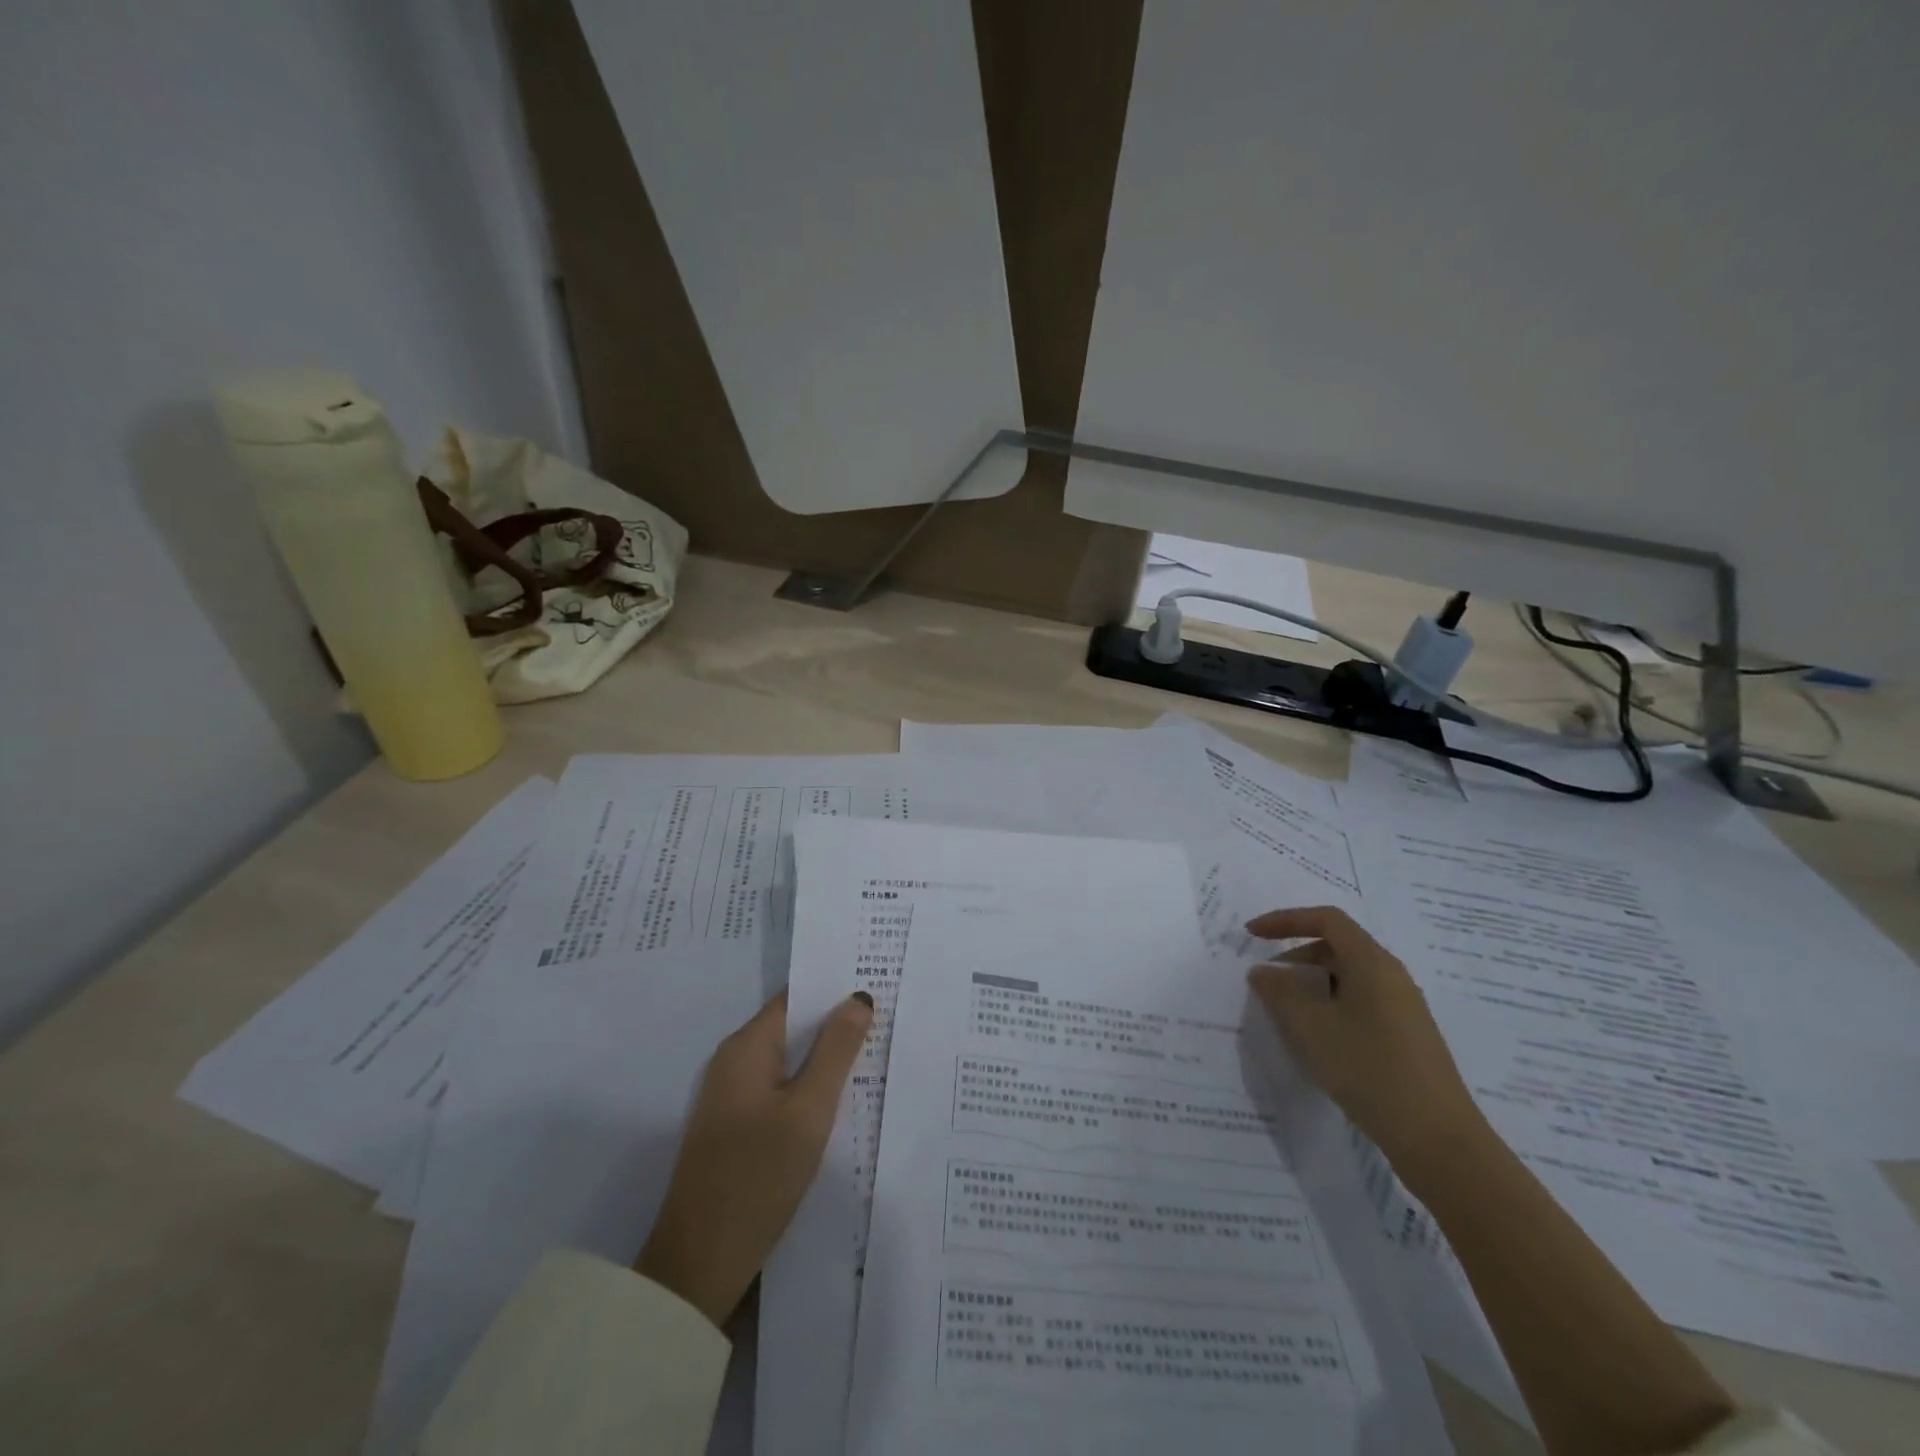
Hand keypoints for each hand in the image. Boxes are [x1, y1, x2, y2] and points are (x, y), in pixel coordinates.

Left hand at [635, 989, 873, 1327]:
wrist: (697, 1267)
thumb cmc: (757, 1178)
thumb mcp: (809, 1111)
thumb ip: (835, 1051)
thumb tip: (857, 997)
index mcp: (746, 1047)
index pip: (796, 997)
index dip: (835, 987)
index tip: (877, 980)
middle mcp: (733, 1061)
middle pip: (792, 1026)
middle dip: (835, 1021)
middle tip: (888, 1015)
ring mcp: (730, 1096)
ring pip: (787, 1059)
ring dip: (824, 1056)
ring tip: (876, 1050)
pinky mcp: (734, 1126)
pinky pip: (778, 1088)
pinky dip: (809, 1085)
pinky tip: (842, 1097)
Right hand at [1245, 906, 1483, 1174]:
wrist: (1437, 1139)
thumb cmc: (1369, 1069)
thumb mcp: (1310, 1027)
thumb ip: (1279, 992)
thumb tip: (1262, 971)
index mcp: (1372, 963)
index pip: (1326, 919)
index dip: (1285, 920)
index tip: (1252, 934)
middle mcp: (1392, 976)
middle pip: (1337, 946)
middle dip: (1296, 956)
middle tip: (1267, 982)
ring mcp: (1404, 1007)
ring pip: (1348, 978)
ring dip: (1312, 984)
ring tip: (1287, 1014)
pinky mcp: (1407, 1036)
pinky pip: (1361, 1002)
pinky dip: (1331, 1006)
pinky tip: (1319, 1040)